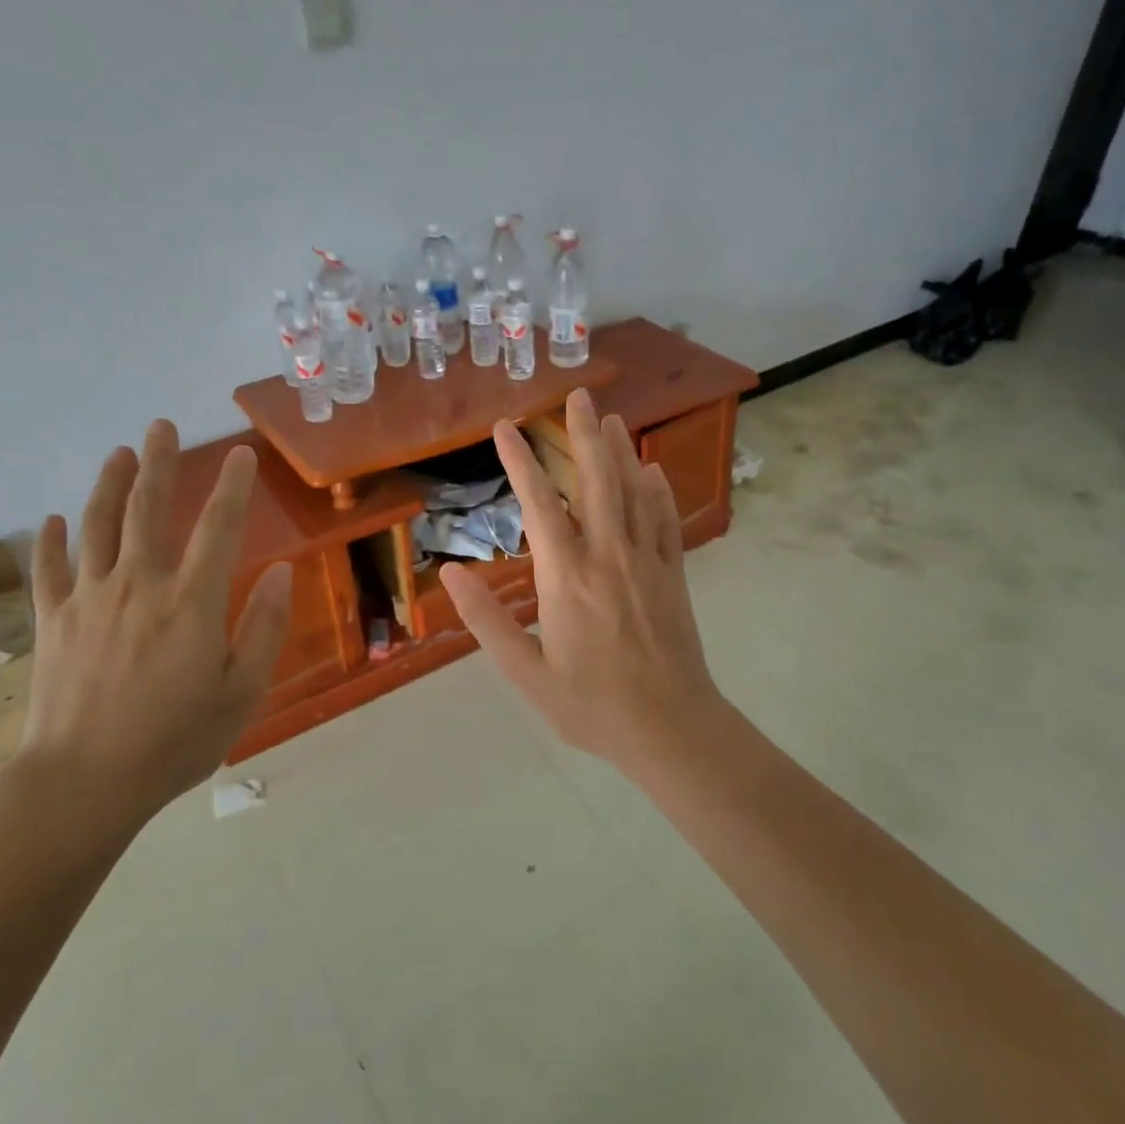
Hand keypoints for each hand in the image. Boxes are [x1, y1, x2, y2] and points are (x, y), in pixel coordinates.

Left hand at [13, 425, 293, 836]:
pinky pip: (49, 569)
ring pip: (97, 526)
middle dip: (159, 463)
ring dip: (109, 484)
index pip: (218, 528)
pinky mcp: (53, 621)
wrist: (84, 783)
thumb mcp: (242, 691)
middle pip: (148, 509)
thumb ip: (264, 626)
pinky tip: (53, 520)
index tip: (241, 454)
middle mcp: (138, 586)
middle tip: (163, 426)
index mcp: (191, 603)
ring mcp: (89, 600)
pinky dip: (50, 540)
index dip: (233, 487)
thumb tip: (282, 571)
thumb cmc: (175, 741)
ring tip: (120, 453)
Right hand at [441, 388, 724, 767]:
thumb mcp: (525, 673)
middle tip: (578, 394)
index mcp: (566, 578)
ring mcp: (646, 563)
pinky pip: (666, 521)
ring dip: (621, 451)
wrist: (671, 729)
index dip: (521, 462)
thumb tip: (451, 572)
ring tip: (610, 416)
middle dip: (583, 435)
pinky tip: (653, 470)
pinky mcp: (673, 576)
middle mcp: (608, 557)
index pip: (540, 504)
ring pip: (634, 493)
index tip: (505, 428)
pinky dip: (658, 491)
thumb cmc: (590, 706)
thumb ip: (486, 620)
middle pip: (596, 481)